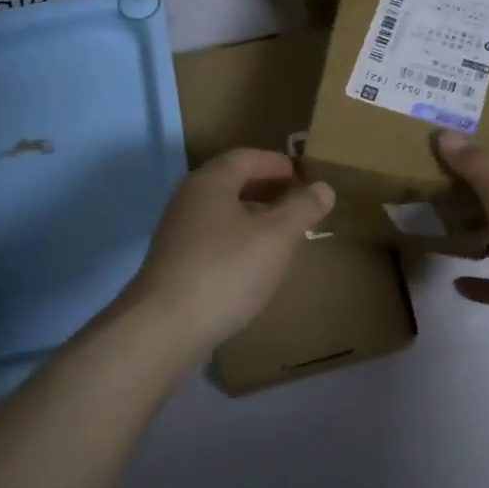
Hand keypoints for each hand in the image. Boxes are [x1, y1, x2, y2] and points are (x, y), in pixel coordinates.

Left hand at [128, 148, 334, 351]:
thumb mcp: (276, 236)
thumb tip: (323, 187)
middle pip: (232, 183)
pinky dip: (238, 242)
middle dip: (268, 189)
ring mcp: (178, 234)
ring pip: (222, 214)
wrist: (165, 330)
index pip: (247, 157)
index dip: (278, 163)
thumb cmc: (226, 270)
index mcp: (210, 182)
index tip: (306, 177)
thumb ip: (302, 208)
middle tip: (299, 203)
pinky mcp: (175, 266)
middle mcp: (189, 200)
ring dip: (253, 217)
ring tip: (284, 234)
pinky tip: (255, 266)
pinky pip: (214, 241)